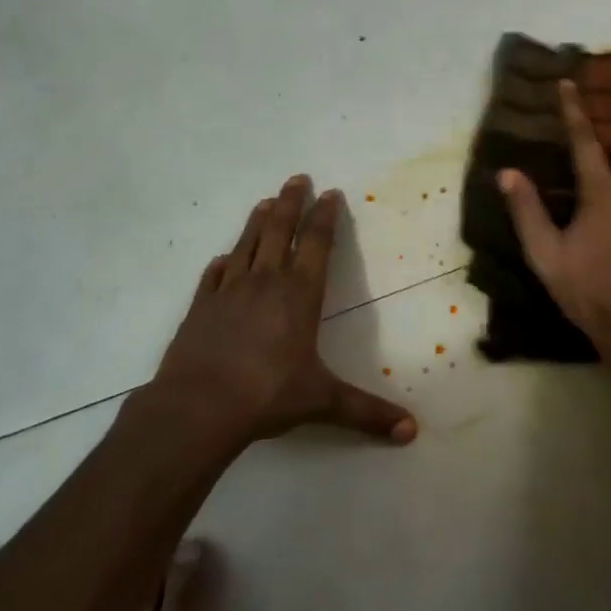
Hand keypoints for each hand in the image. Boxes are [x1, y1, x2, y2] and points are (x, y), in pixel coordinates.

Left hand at [151, 176, 417, 444]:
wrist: (198, 407)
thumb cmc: (267, 395)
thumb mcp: (323, 402)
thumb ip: (367, 413)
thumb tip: (412, 432)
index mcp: (298, 295)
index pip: (316, 245)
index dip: (324, 217)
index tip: (329, 193)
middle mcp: (265, 283)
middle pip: (279, 231)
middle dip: (291, 203)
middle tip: (297, 178)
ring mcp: (228, 292)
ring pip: (246, 245)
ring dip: (257, 221)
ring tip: (266, 201)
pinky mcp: (200, 308)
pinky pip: (213, 277)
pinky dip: (221, 264)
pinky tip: (222, 259)